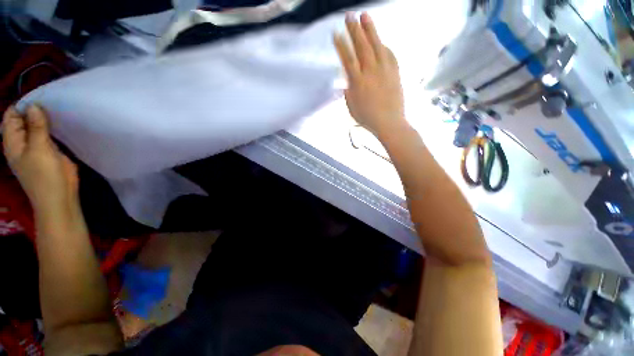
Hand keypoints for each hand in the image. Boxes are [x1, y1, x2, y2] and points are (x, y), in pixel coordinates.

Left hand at [2, 105, 77, 214]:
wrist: (59, 197)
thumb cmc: (45, 175)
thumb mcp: (40, 150)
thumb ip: (37, 128)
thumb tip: (34, 106)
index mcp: (13, 141)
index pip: (12, 115)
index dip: (23, 105)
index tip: (41, 98)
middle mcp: (21, 141)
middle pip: (23, 119)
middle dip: (35, 110)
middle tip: (53, 103)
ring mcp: (34, 147)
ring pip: (36, 126)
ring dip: (44, 119)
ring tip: (59, 110)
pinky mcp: (47, 151)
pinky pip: (46, 135)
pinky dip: (52, 128)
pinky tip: (61, 124)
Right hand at [334, 12, 405, 135]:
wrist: (389, 122)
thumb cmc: (367, 118)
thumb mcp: (351, 108)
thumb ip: (348, 92)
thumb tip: (347, 81)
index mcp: (358, 82)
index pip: (348, 59)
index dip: (341, 45)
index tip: (336, 33)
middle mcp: (371, 72)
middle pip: (361, 47)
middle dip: (354, 30)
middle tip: (349, 16)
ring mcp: (385, 70)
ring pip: (377, 45)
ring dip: (370, 30)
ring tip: (365, 16)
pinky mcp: (395, 72)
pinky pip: (390, 54)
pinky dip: (384, 46)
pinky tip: (381, 40)